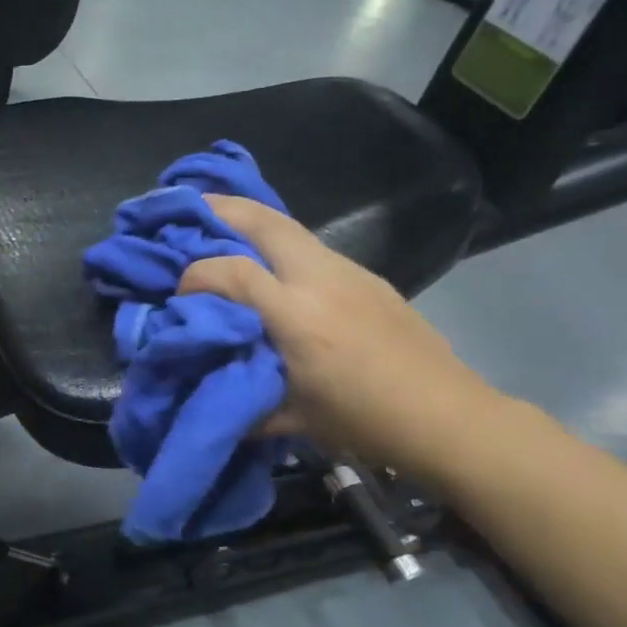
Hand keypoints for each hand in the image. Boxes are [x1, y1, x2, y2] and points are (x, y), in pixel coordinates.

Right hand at [179, 195, 501, 480]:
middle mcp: (320, 280)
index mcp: (297, 317)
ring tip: (226, 225)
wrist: (447, 415)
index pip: (231, 272)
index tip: (179, 292)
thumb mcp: (293, 417)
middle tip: (192, 205)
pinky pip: (314, 248)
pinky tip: (276, 266)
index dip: (196, 275)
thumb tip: (205, 387)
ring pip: (292, 228)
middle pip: (266, 222)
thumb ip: (244, 396)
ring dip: (254, 221)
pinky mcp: (368, 277)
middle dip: (223, 208)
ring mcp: (350, 272)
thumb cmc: (364, 422)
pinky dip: (282, 245)